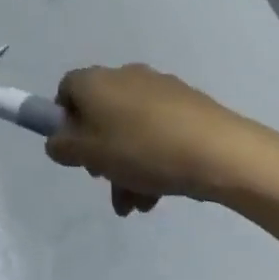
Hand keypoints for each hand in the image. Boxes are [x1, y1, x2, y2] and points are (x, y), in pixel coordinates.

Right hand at [45, 64, 278, 214]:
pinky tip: (160, 191)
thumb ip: (62, 147)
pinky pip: (158, 130)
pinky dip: (152, 156)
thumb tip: (58, 140)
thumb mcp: (88, 154)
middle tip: (106, 181)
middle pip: (100, 113)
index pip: (66, 90)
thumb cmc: (141, 149)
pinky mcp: (188, 104)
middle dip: (99, 151)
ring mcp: (160, 88)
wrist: (219, 151)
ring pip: (130, 127)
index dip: (63, 120)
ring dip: (126, 164)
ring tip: (137, 204)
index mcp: (95, 81)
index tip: (74, 150)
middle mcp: (124, 76)